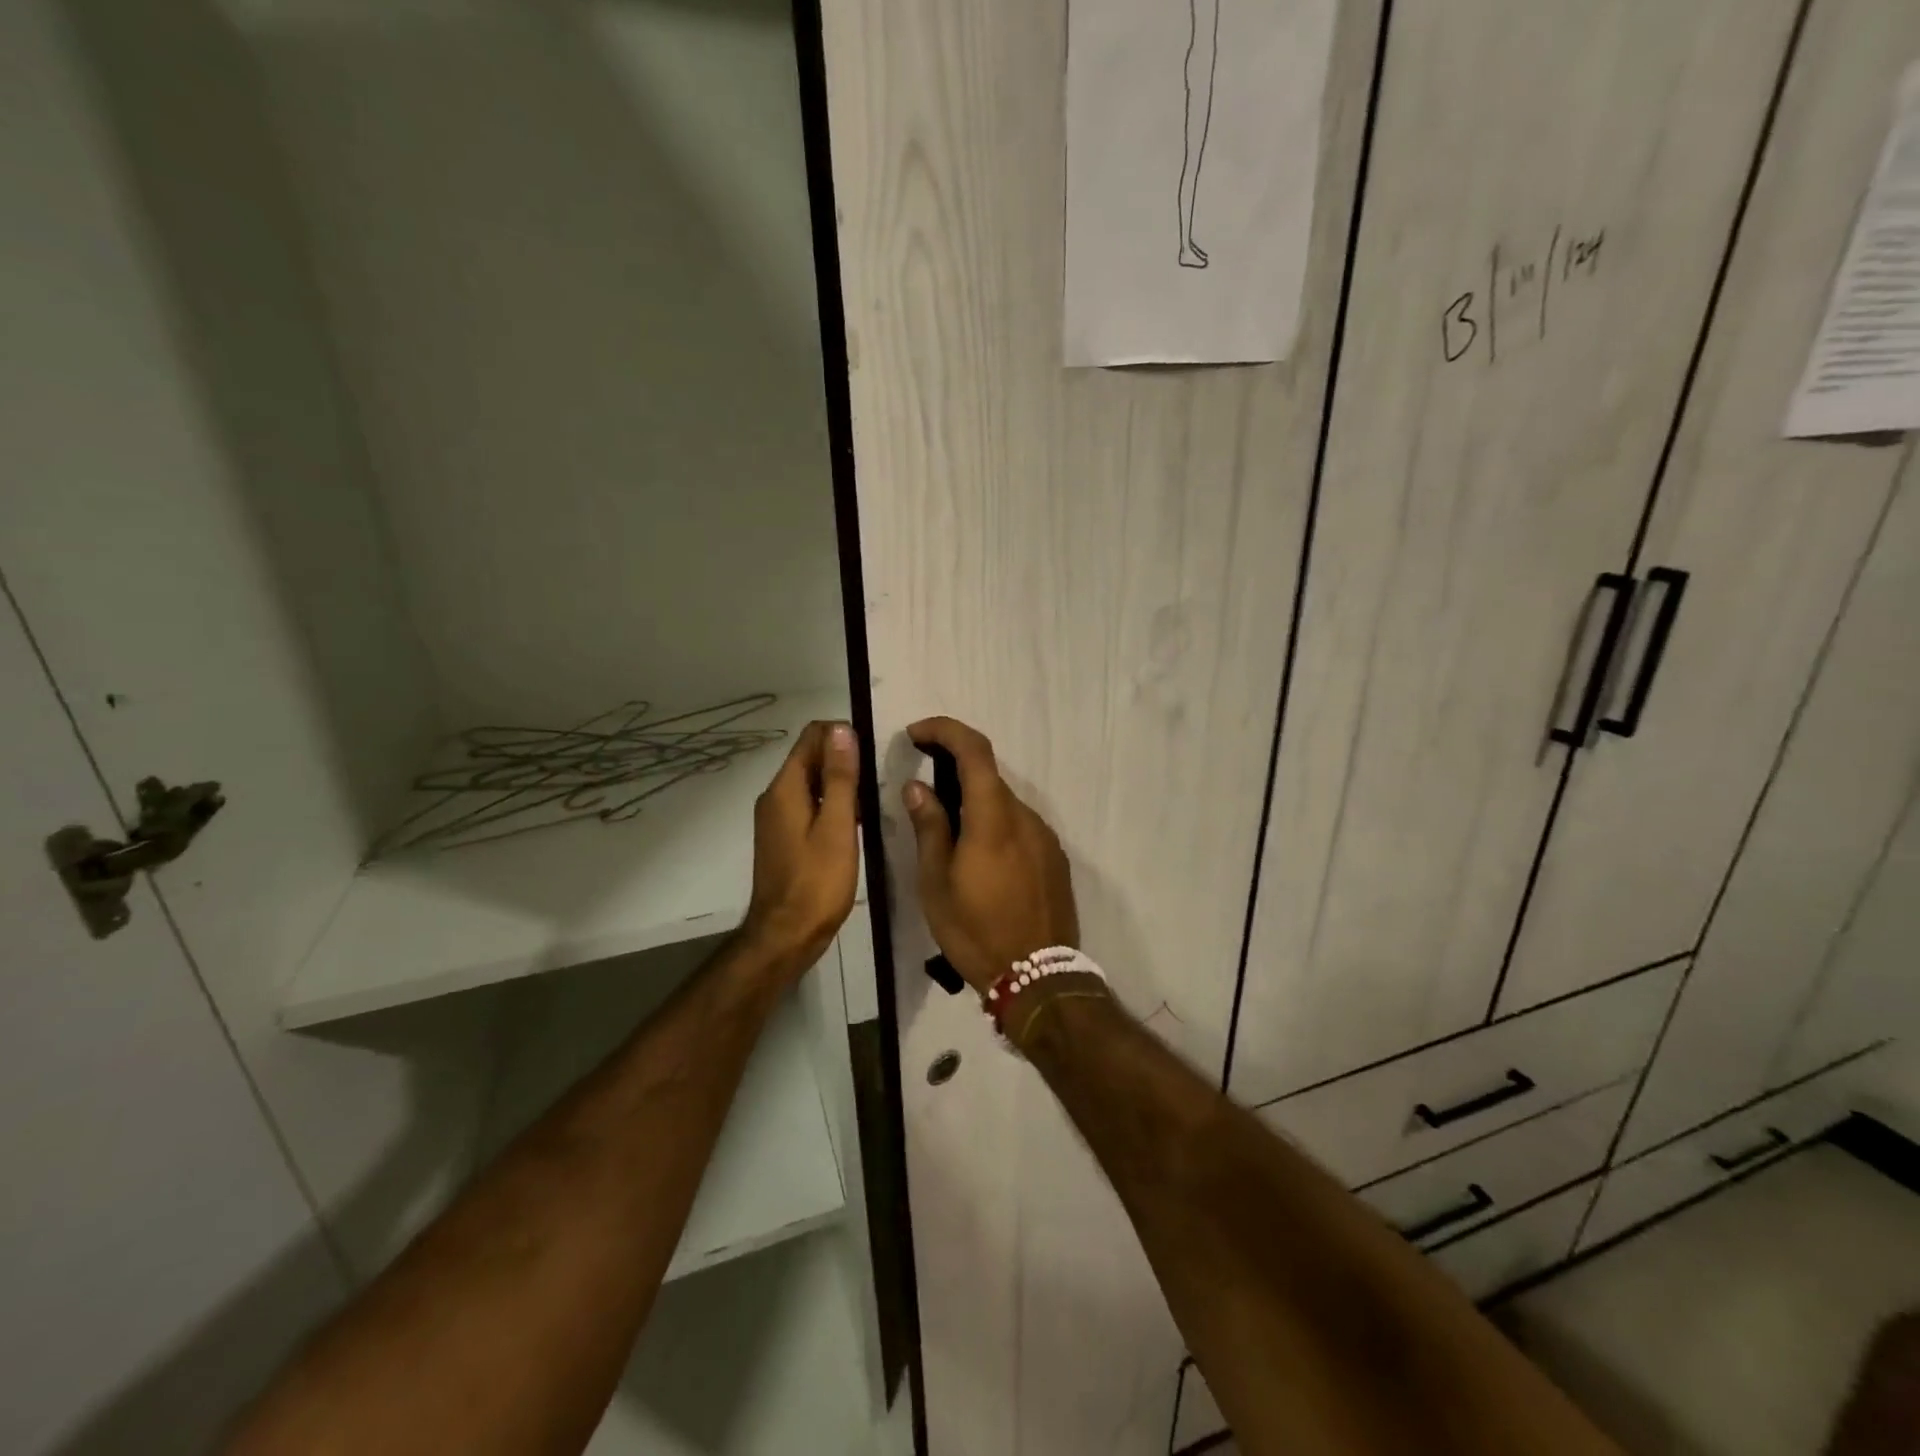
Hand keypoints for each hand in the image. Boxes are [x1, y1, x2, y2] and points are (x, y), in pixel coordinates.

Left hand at [741, 720, 860, 979]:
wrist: (786, 936)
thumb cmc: (816, 882)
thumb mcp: (836, 826)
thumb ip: (839, 777)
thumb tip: (841, 729)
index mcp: (785, 788)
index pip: (811, 737)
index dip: (842, 735)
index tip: (873, 753)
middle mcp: (775, 796)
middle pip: (810, 758)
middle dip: (844, 758)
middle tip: (879, 778)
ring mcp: (777, 818)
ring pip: (811, 783)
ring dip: (840, 783)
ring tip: (873, 800)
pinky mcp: (784, 837)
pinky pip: (809, 805)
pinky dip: (831, 804)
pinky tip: (855, 822)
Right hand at [901, 716, 1079, 993]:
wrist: (1038, 978)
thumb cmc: (976, 931)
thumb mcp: (936, 883)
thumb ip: (929, 827)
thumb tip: (917, 786)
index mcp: (994, 817)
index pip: (974, 749)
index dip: (945, 730)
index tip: (917, 733)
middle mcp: (1026, 817)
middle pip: (989, 777)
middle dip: (955, 772)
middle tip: (924, 792)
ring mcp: (1046, 837)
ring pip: (1005, 805)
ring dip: (976, 805)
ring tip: (950, 838)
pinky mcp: (1056, 858)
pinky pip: (1021, 828)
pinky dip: (997, 826)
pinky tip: (982, 861)